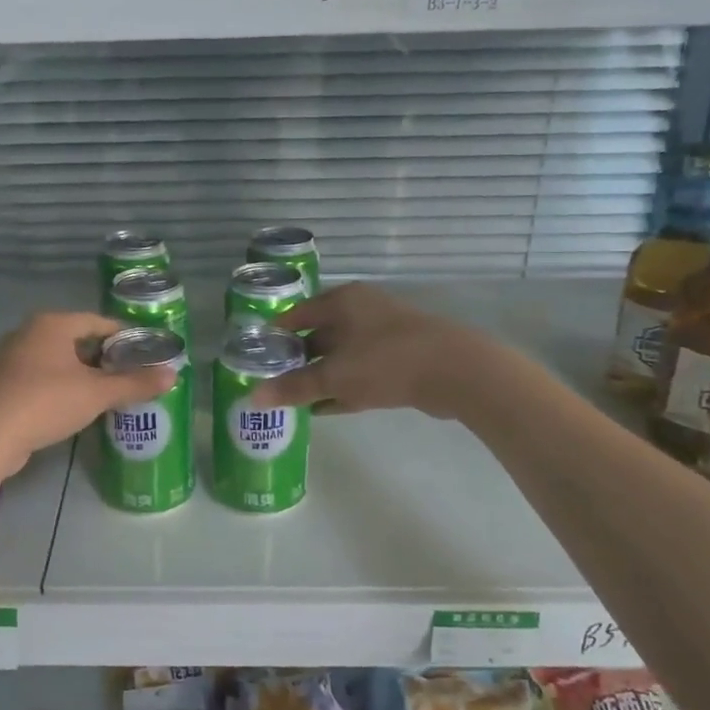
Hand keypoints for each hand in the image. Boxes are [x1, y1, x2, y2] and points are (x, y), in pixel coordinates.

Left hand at [0, 312, 177, 476]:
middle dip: (103, 357)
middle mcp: (30, 332)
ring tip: (107, 392)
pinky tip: (75, 406)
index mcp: (53, 323)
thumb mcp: (97, 394)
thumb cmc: (46, 401)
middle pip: (77, 339)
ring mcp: (12, 357)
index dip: (124, 336)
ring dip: (82, 373)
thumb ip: (134, 384)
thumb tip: (173, 375)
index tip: (145, 353)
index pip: (98, 321)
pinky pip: (41, 377)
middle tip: (129, 375)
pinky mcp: (2, 383)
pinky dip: (61, 386)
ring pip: (58, 359)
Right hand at [248, 283, 483, 418]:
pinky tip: (324, 408)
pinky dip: (342, 387)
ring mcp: (383, 334)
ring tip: (293, 398)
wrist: (456, 372)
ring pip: (340, 356)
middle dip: (296, 359)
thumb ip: (294, 387)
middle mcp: (361, 311)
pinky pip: (361, 372)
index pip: (297, 314)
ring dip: (319, 376)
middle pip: (318, 334)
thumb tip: (253, 396)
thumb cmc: (385, 361)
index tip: (255, 355)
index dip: (275, 334)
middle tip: (271, 381)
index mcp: (342, 301)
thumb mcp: (334, 376)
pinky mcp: (400, 359)